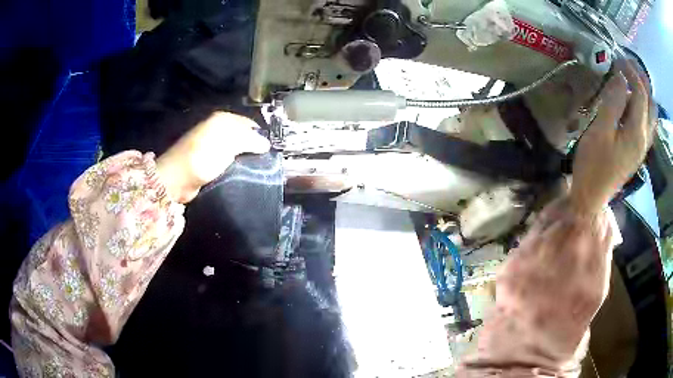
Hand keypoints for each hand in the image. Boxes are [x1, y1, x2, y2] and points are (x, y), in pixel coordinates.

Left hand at [156, 112, 270, 202]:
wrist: (176, 178)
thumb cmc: (203, 157)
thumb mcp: (229, 144)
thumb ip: (250, 140)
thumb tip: (266, 143)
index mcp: (222, 119)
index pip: (249, 123)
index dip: (260, 135)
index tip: (271, 151)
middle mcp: (217, 129)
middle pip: (243, 136)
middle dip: (254, 147)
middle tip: (266, 162)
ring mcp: (212, 145)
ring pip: (236, 150)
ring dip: (245, 158)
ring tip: (258, 169)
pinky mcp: (208, 160)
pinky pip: (228, 160)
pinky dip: (235, 166)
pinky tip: (243, 174)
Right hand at [571, 59, 655, 215]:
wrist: (592, 197)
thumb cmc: (593, 165)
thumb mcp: (599, 131)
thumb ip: (612, 102)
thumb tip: (620, 77)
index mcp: (637, 132)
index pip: (640, 93)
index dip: (630, 71)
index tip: (617, 57)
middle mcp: (645, 138)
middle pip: (650, 101)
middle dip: (641, 78)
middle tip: (627, 63)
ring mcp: (643, 146)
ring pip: (652, 113)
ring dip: (645, 92)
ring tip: (632, 78)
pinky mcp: (639, 150)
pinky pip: (648, 123)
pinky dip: (645, 106)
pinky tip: (635, 101)